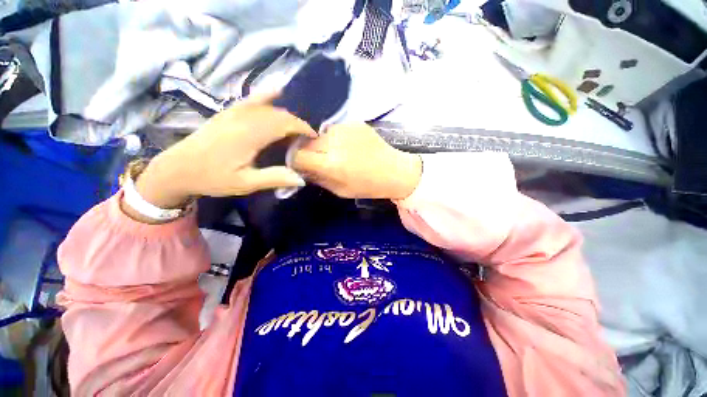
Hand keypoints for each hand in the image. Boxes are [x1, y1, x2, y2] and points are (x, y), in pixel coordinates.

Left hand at [134, 93, 315, 208]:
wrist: (177, 168)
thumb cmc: (212, 177)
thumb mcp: (245, 183)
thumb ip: (274, 178)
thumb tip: (301, 178)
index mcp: (249, 134)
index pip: (284, 123)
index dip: (302, 128)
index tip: (313, 137)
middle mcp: (243, 117)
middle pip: (279, 114)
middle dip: (297, 124)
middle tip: (306, 139)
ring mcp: (234, 111)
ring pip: (268, 107)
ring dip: (286, 115)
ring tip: (295, 129)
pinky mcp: (228, 112)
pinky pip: (252, 99)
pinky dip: (267, 96)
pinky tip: (276, 91)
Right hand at [292, 124, 421, 199]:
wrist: (395, 171)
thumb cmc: (368, 186)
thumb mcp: (340, 190)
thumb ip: (318, 178)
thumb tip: (300, 169)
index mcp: (332, 163)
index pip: (298, 155)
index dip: (295, 160)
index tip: (299, 165)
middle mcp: (335, 142)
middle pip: (306, 141)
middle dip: (307, 151)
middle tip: (317, 159)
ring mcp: (346, 128)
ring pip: (319, 133)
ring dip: (321, 143)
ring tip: (334, 152)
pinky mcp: (354, 122)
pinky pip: (334, 128)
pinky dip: (334, 137)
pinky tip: (346, 145)